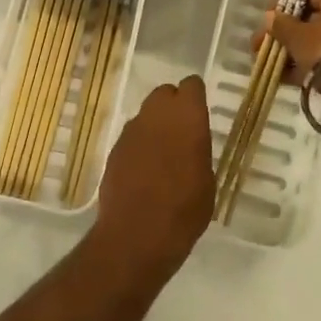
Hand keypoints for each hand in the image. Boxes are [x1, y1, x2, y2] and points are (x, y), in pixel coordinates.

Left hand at [90, 76, 214, 283]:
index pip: (192, 86)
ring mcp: (131, 131)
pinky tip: (144, 170)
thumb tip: (189, 145)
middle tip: (182, 132)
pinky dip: (140, 145)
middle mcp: (156, 115)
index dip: (196, 97)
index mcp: (187, 117)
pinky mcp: (114, 149)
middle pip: (164, 94)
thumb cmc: (184, 210)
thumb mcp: (207, 181)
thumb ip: (198, 152)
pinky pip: (132, 137)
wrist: (136, 234)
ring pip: (146, 114)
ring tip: (163, 154)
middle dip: (173, 106)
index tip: (200, 113)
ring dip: (155, 126)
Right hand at [257, 0, 320, 117]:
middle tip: (266, 45)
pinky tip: (288, 78)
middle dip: (288, 33)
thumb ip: (281, 25)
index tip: (267, 20)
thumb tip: (271, 17)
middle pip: (315, 19)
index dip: (284, 5)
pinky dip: (312, 65)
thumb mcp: (297, 36)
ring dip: (296, 52)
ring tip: (273, 66)